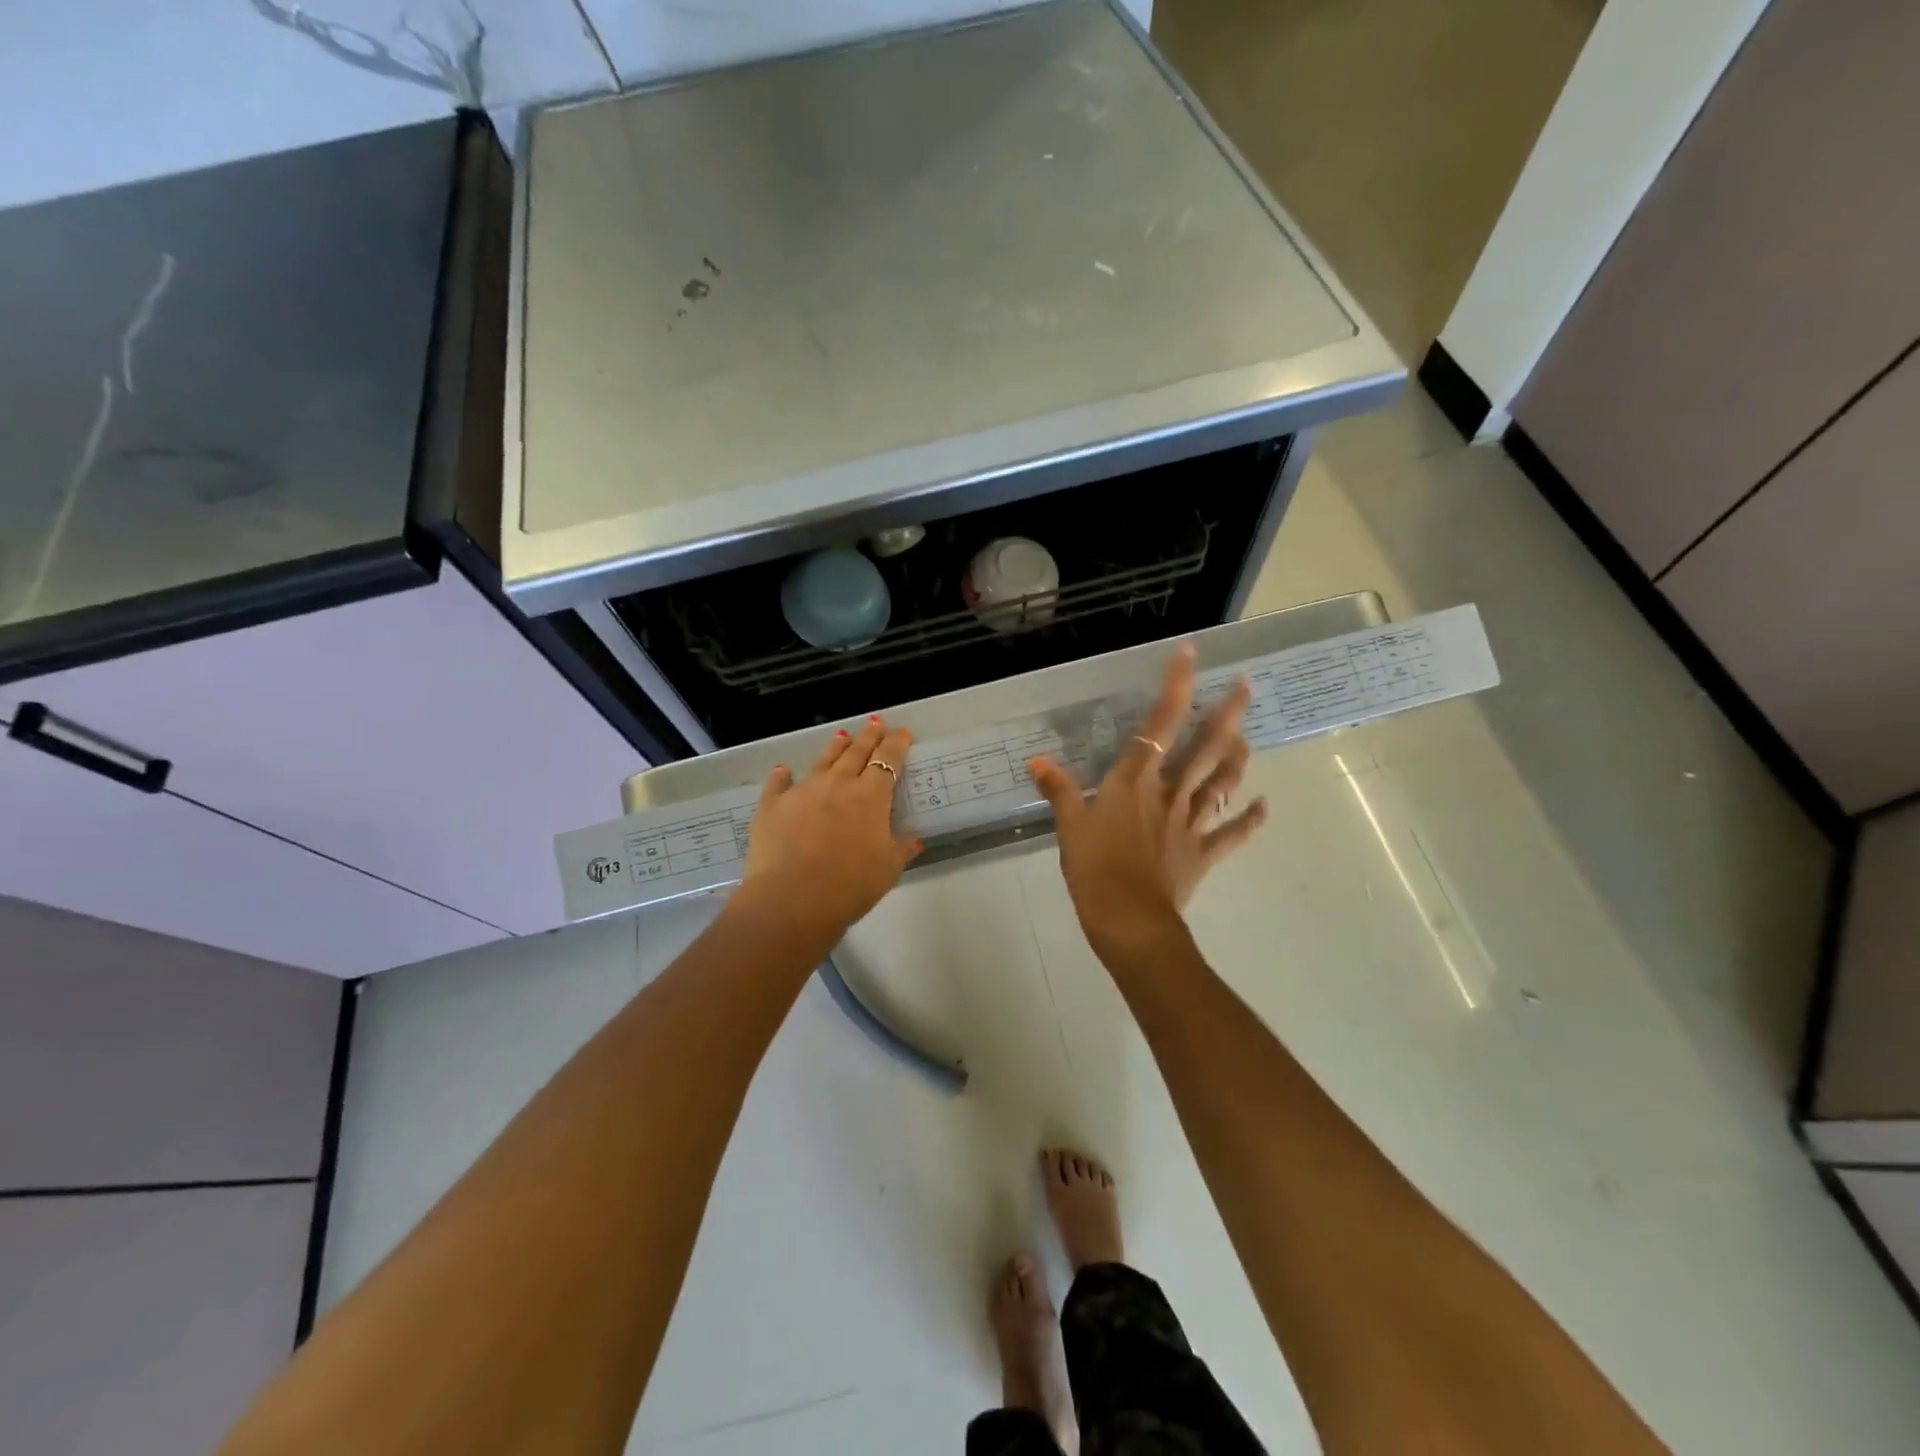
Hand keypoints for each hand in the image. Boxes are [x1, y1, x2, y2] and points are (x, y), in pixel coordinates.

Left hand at [732, 716, 921, 943]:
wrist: (791, 899)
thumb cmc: (850, 885)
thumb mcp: (888, 869)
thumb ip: (901, 848)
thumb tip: (913, 837)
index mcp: (870, 796)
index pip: (888, 761)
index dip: (896, 745)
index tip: (902, 732)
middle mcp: (837, 784)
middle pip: (856, 753)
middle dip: (868, 737)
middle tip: (874, 723)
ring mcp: (802, 791)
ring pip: (822, 762)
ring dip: (834, 748)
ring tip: (841, 736)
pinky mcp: (772, 806)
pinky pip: (778, 784)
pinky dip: (782, 776)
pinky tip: (783, 770)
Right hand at [1028, 644, 1267, 961]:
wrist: (1129, 921)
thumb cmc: (1095, 870)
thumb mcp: (1068, 828)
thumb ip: (1058, 791)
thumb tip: (1037, 760)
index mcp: (1135, 783)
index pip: (1158, 724)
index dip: (1175, 687)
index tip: (1191, 653)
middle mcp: (1169, 794)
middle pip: (1205, 748)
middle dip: (1227, 714)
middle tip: (1246, 685)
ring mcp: (1190, 823)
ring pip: (1221, 782)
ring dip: (1238, 757)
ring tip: (1248, 735)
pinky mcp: (1202, 854)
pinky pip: (1231, 834)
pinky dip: (1250, 819)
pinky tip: (1265, 805)